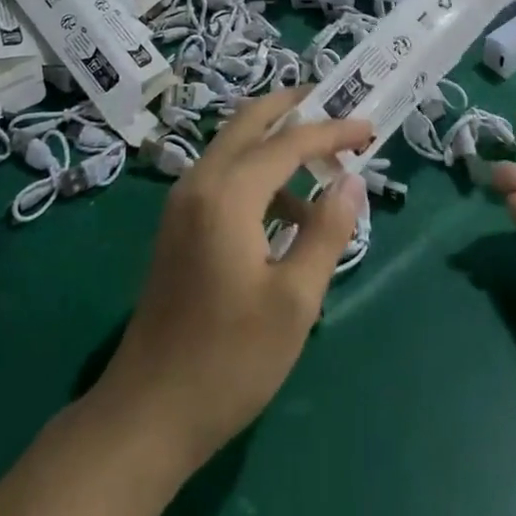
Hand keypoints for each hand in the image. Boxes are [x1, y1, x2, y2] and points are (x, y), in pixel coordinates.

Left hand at [98, 88, 371, 465]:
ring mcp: (183, 202)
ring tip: (324, 165)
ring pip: (236, 145)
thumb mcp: (294, 301)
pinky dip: (260, 173)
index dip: (332, 131)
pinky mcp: (179, 224)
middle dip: (294, 106)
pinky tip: (290, 214)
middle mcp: (200, 182)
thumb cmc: (229, 360)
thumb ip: (327, 232)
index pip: (288, 141)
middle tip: (335, 102)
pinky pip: (225, 175)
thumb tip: (352, 183)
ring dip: (278, 141)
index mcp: (227, 193)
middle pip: (250, 120)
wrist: (147, 413)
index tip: (368, 127)